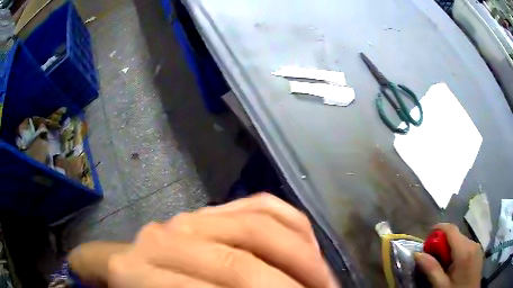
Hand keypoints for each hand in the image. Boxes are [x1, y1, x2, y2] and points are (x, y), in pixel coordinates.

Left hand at [103, 193, 337, 287]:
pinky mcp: (209, 208)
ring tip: (321, 275)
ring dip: (299, 256)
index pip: (224, 285)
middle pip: (241, 264)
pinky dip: (290, 222)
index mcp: (141, 274)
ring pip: (257, 225)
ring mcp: (188, 216)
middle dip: (294, 281)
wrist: (136, 268)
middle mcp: (164, 239)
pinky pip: (260, 204)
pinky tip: (307, 244)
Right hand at [415, 223, 482, 287]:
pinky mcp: (478, 250)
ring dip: (450, 248)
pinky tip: (454, 265)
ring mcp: (477, 246)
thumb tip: (417, 254)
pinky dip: (458, 251)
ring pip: (461, 240)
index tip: (427, 235)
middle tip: (433, 257)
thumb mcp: (441, 286)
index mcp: (464, 250)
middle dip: (443, 243)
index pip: (451, 229)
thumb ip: (431, 269)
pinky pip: (466, 245)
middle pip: (456, 235)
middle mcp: (472, 243)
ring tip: (444, 264)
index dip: (439, 228)